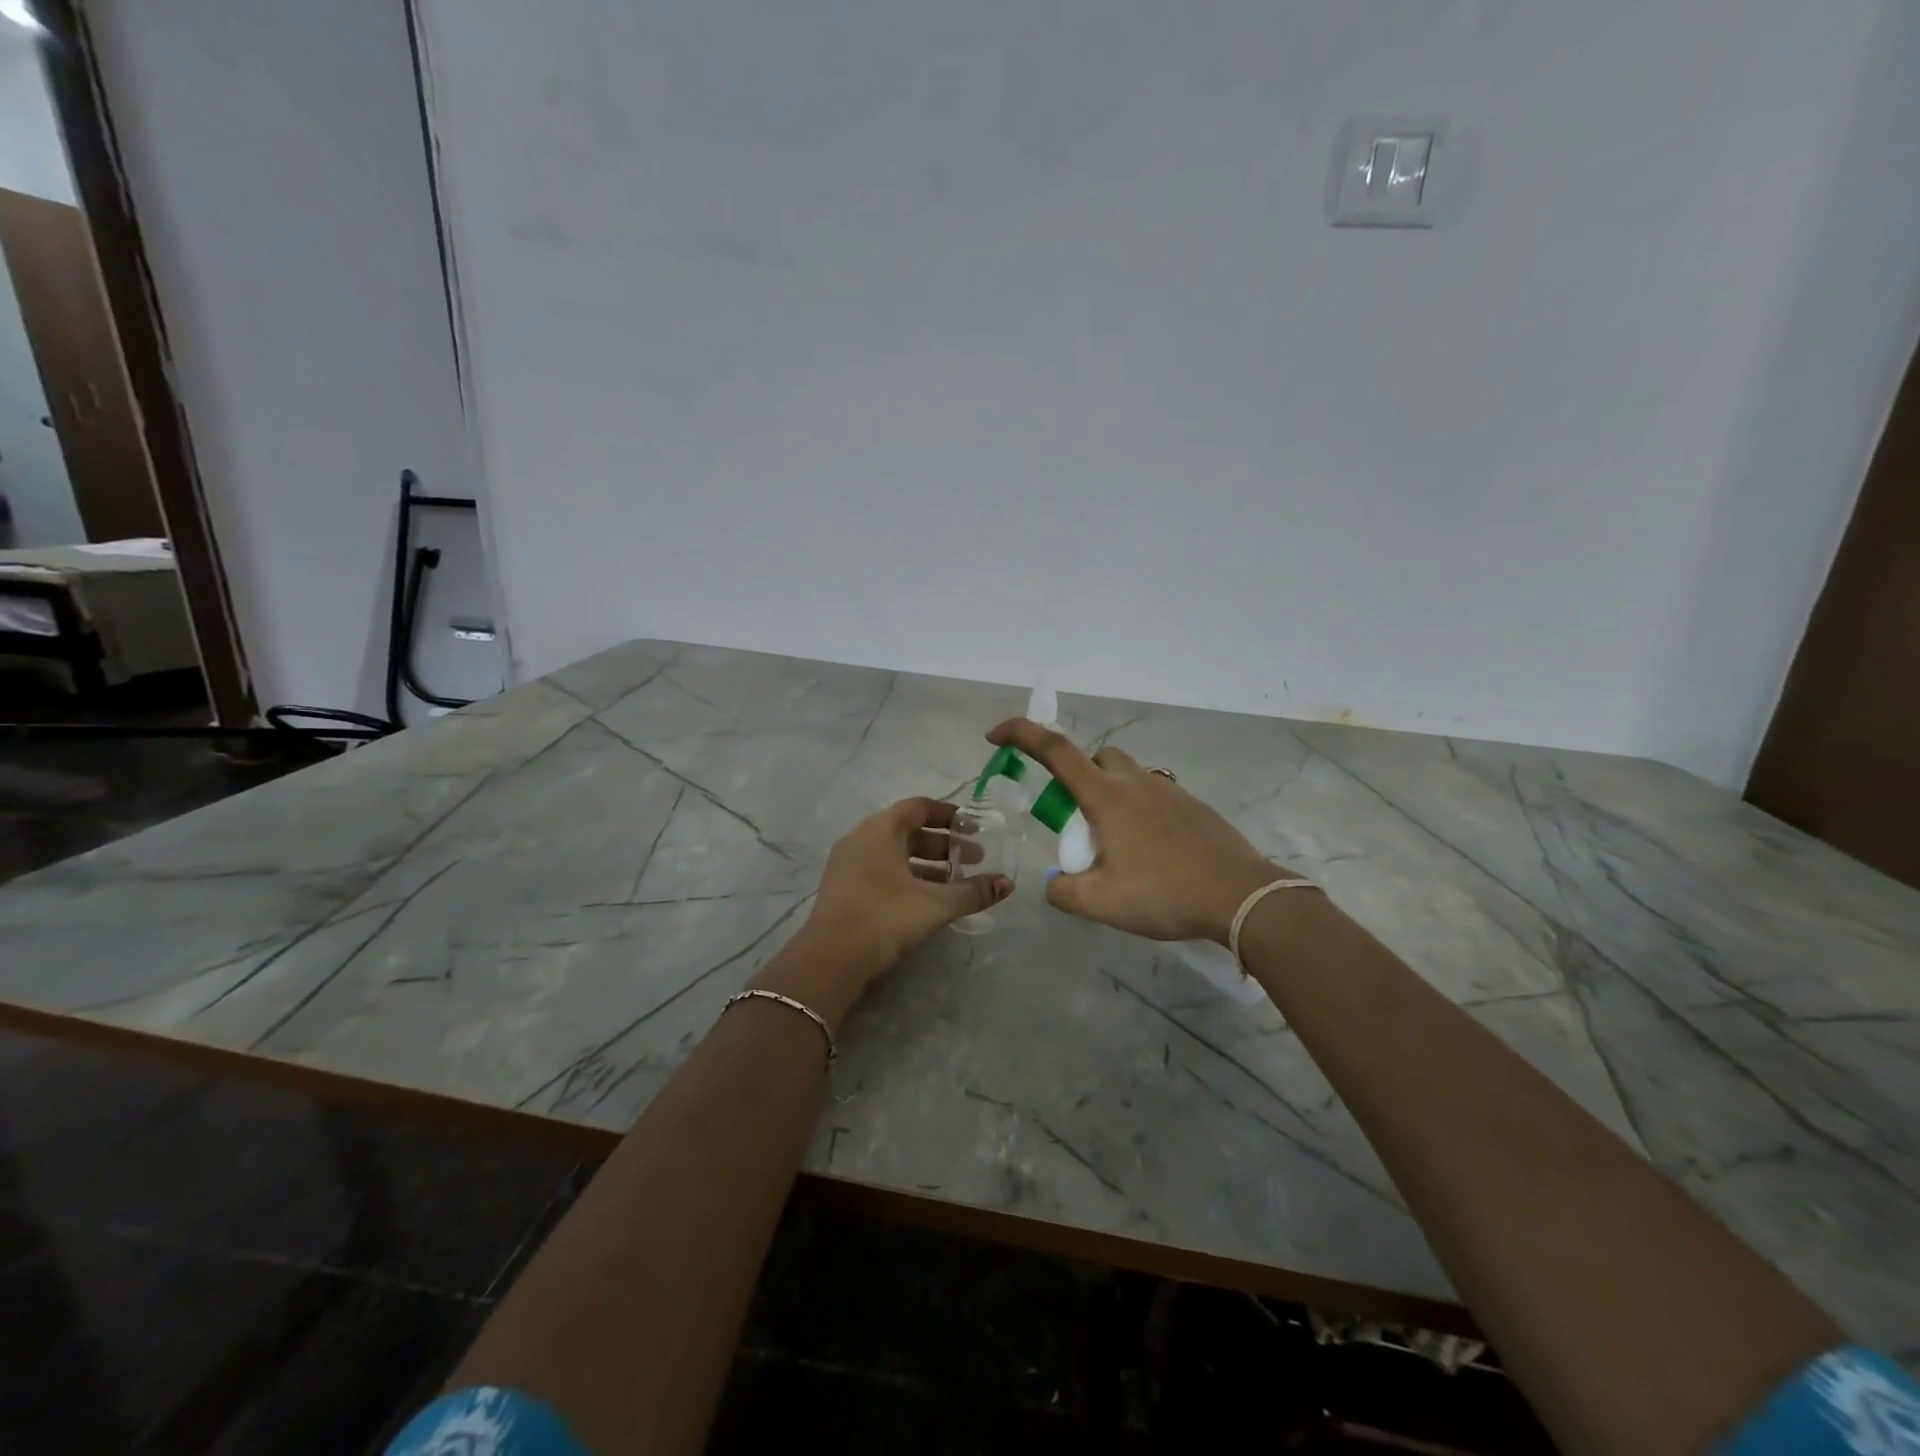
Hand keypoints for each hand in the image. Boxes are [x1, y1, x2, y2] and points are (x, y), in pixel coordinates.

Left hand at [780, 798, 1010, 1009]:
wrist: (831, 958)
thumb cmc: (885, 917)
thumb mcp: (936, 904)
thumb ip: (973, 892)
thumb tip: (1007, 883)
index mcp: (880, 829)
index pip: (918, 807)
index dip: (949, 815)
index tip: (973, 828)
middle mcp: (861, 838)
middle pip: (908, 831)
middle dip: (943, 844)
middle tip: (972, 860)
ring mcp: (848, 864)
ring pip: (894, 853)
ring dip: (926, 864)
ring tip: (955, 883)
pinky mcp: (843, 888)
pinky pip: (881, 871)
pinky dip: (906, 877)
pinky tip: (926, 900)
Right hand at [985, 718, 1300, 943]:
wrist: (1241, 897)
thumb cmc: (1164, 893)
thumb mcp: (1100, 903)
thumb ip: (1064, 891)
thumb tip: (1056, 883)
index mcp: (1106, 796)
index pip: (1054, 750)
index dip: (1021, 734)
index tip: (995, 736)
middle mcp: (1136, 782)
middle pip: (1097, 758)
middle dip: (1077, 777)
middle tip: (1077, 823)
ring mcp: (1170, 791)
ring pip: (1128, 777)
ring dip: (1111, 796)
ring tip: (1116, 846)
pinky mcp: (1194, 807)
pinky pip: (1155, 796)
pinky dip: (1140, 812)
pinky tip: (1151, 854)